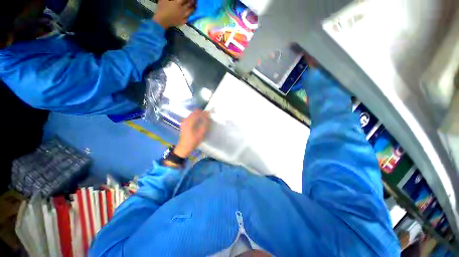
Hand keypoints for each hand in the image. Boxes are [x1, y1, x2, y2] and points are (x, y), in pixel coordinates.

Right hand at [152, 0, 194, 29]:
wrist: (161, 20)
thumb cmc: (161, 8)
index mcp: (177, 2)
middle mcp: (182, 9)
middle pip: (189, 4)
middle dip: (192, 2)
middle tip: (193, 1)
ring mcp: (183, 16)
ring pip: (190, 12)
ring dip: (192, 8)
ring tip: (193, 6)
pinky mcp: (182, 22)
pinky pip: (187, 18)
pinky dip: (189, 15)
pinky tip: (189, 14)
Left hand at [174, 109, 209, 157]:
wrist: (183, 148)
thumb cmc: (193, 141)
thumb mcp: (201, 133)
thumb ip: (205, 124)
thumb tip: (208, 117)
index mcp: (189, 121)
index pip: (197, 113)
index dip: (204, 112)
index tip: (210, 114)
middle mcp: (185, 120)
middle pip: (194, 112)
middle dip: (201, 113)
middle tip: (208, 116)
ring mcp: (184, 122)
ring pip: (192, 115)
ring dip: (198, 115)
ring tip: (205, 119)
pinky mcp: (184, 124)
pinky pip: (190, 118)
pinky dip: (195, 118)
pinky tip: (199, 122)